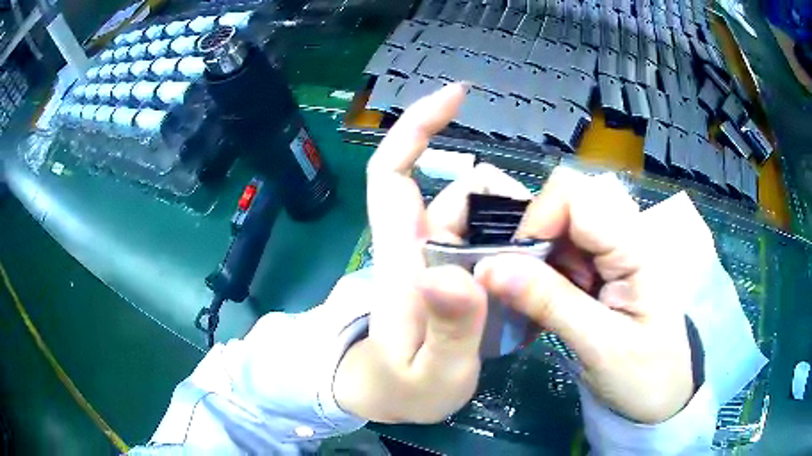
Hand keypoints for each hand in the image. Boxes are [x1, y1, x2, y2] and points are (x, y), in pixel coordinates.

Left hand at [333, 84, 531, 422]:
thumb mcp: (430, 374)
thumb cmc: (400, 387)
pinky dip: (519, 244)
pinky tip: (538, 273)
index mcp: (402, 259)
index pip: (393, 173)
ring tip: (547, 268)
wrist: (386, 396)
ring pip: (485, 214)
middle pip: (463, 191)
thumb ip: (446, 331)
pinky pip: (493, 239)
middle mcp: (421, 245)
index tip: (457, 96)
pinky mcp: (458, 271)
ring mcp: (441, 257)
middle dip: (507, 204)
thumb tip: (452, 274)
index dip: (416, 127)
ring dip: (519, 228)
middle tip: (542, 250)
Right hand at [475, 168, 694, 423]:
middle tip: (526, 295)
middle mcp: (624, 237)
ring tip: (536, 309)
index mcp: (635, 247)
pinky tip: (543, 309)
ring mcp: (613, 252)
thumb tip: (489, 267)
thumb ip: (549, 302)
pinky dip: (542, 279)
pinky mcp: (603, 270)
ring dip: (535, 266)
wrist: (662, 395)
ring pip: (557, 232)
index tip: (515, 267)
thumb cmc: (644, 376)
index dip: (538, 218)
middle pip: (563, 207)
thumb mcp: (599, 346)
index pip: (575, 194)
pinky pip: (561, 256)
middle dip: (533, 245)